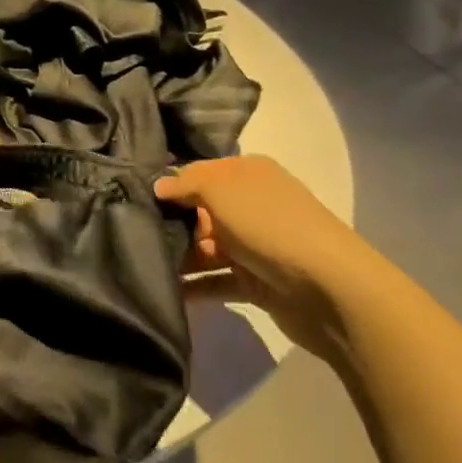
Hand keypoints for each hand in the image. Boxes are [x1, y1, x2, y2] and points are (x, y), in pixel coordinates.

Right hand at [154, 155, 403, 363]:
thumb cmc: (270, 225)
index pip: (198, 172)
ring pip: (205, 246)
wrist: (330, 289)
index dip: (168, 183)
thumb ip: (184, 184)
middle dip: (169, 221)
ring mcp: (255, 244)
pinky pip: (216, 280)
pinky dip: (193, 286)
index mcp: (247, 173)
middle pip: (199, 210)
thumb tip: (157, 187)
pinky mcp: (256, 281)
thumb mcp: (219, 190)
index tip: (131, 196)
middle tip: (131, 232)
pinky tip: (164, 290)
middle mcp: (251, 204)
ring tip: (141, 264)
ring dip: (178, 256)